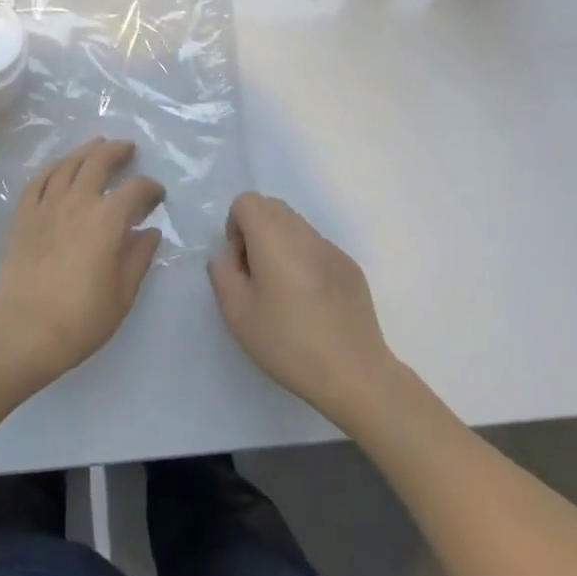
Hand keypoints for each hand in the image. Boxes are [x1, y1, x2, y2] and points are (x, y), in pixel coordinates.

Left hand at [0, 138, 164, 387]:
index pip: (136, 189)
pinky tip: (60, 167)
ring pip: (68, 164)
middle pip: (99, 161)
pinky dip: (53, 167)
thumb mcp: (122, 294)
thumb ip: (138, 257)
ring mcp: (47, 205)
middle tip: (128, 149)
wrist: (24, 331)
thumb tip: (150, 231)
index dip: (151, 188)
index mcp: (108, 219)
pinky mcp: (23, 215)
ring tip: (97, 146)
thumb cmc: (81, 319)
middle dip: (118, 151)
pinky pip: (39, 179)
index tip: (157, 196)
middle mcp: (78, 201)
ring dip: (86, 151)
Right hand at [208, 193, 398, 424]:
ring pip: (296, 227)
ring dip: (280, 246)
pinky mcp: (350, 267)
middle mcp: (304, 233)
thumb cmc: (288, 343)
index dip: (235, 227)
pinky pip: (317, 248)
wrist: (354, 373)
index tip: (240, 265)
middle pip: (272, 208)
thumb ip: (222, 274)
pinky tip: (311, 304)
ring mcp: (332, 249)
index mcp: (274, 237)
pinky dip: (305, 261)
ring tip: (284, 292)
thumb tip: (229, 257)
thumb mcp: (237, 314)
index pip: (247, 201)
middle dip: (256, 232)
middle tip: (257, 276)